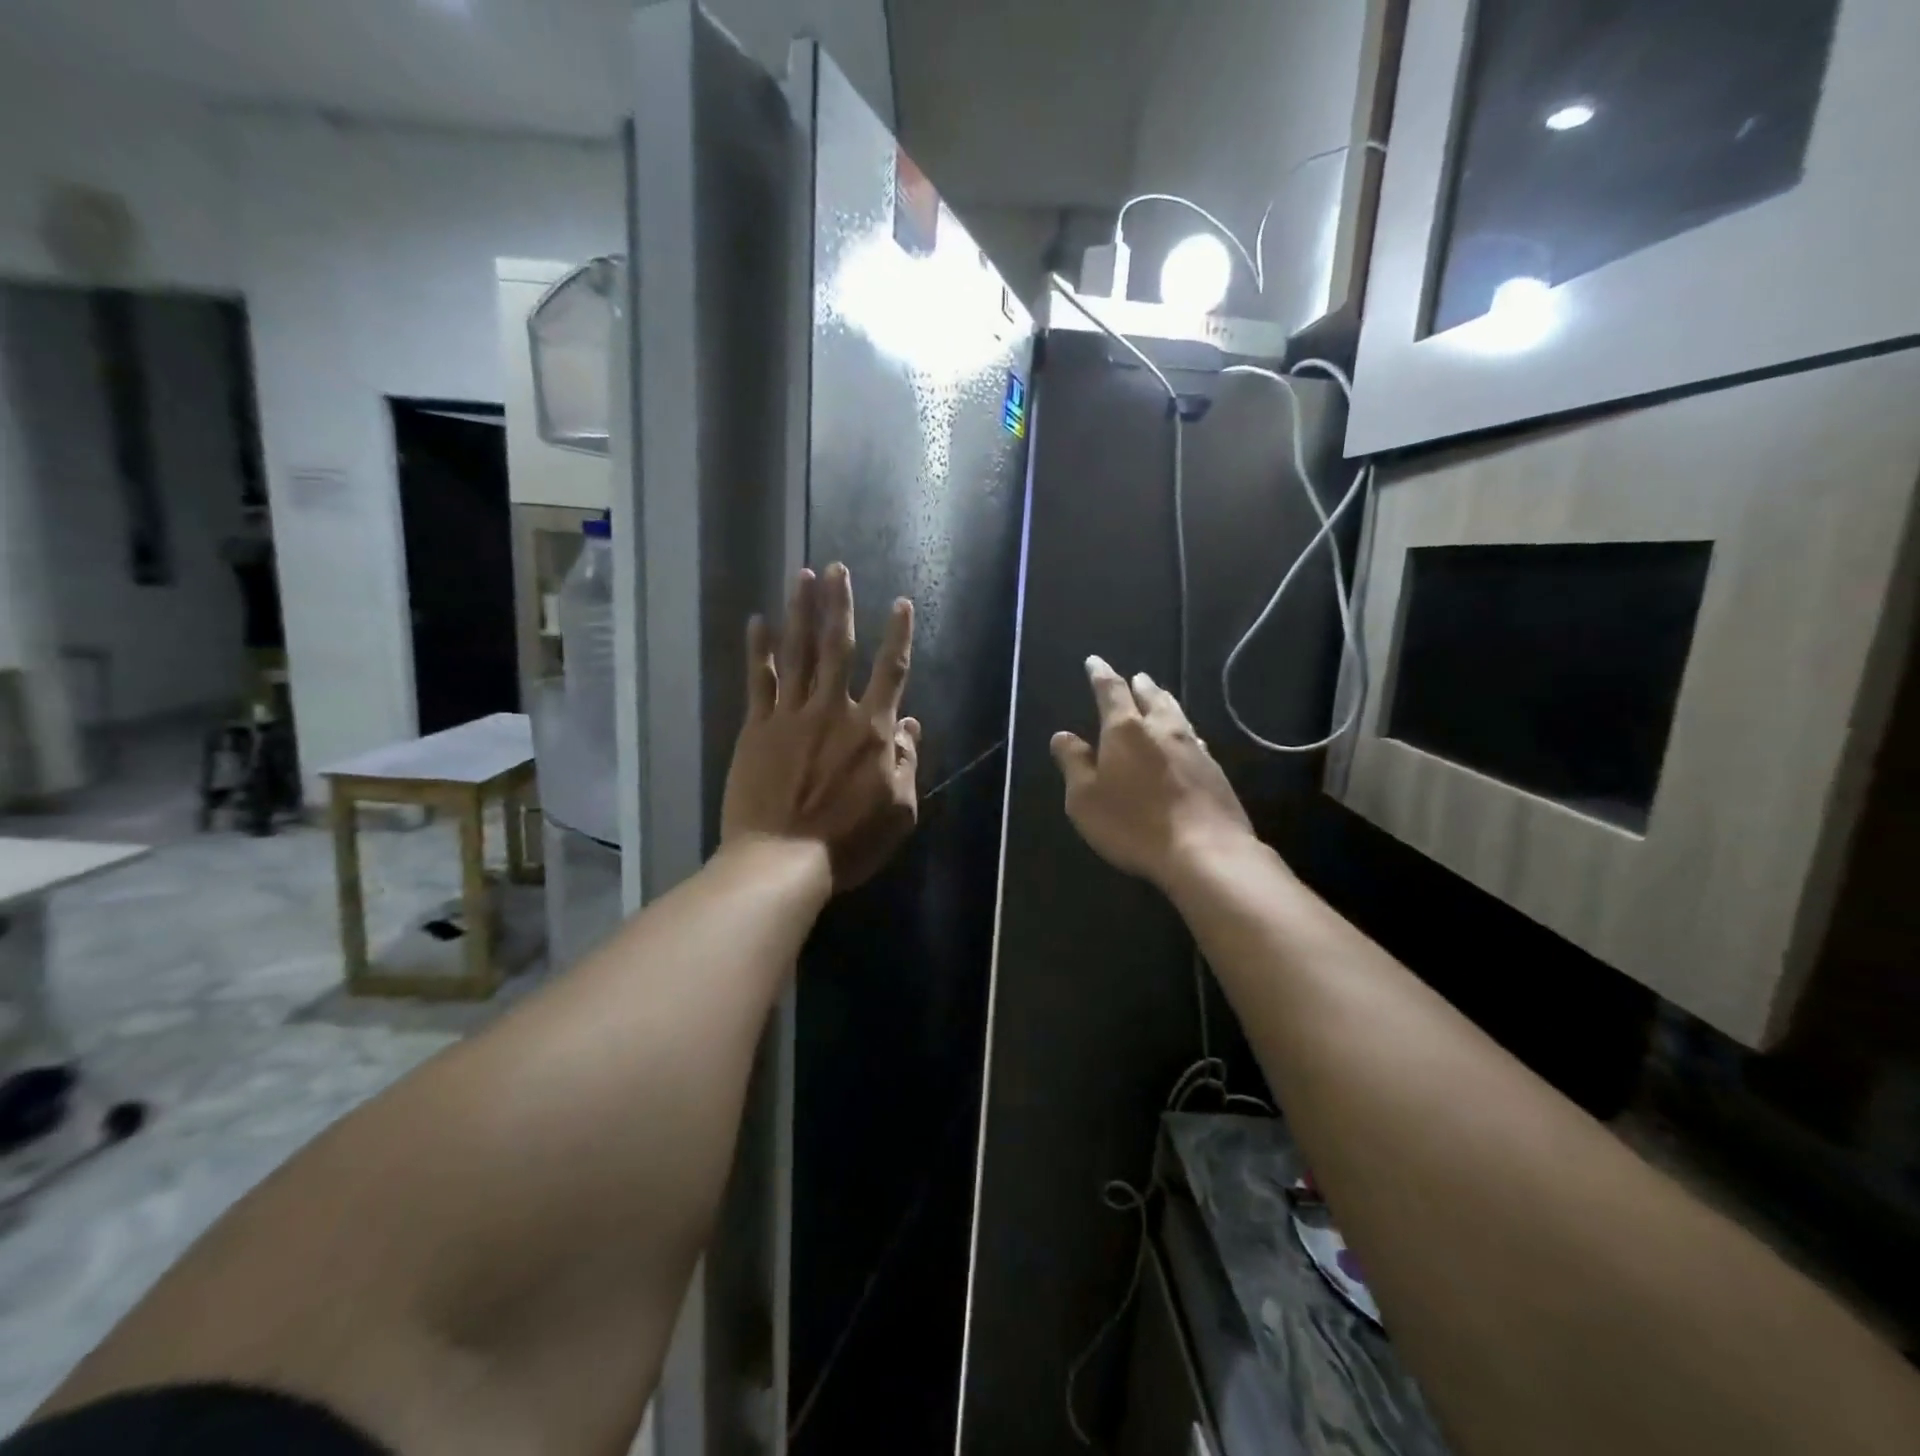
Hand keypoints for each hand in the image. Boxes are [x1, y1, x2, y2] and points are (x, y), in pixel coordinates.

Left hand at [721, 564, 921, 892]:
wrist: (782, 859)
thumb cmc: (848, 842)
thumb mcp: (899, 811)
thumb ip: (907, 763)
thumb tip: (910, 726)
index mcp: (871, 731)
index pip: (891, 672)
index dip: (898, 635)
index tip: (900, 603)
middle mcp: (833, 711)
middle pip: (838, 647)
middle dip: (839, 605)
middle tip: (836, 568)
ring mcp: (791, 716)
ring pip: (798, 653)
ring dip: (801, 612)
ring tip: (802, 576)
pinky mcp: (757, 728)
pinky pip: (759, 681)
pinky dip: (758, 650)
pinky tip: (757, 622)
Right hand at [1050, 657, 1256, 890]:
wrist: (1205, 851)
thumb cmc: (1133, 823)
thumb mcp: (1085, 799)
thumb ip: (1074, 763)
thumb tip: (1063, 736)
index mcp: (1125, 730)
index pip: (1111, 691)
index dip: (1101, 674)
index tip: (1095, 662)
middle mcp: (1162, 730)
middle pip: (1151, 697)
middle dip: (1139, 685)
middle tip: (1136, 677)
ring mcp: (1194, 748)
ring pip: (1177, 714)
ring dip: (1164, 702)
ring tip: (1159, 696)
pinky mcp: (1215, 771)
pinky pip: (1194, 738)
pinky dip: (1183, 730)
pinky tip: (1187, 738)